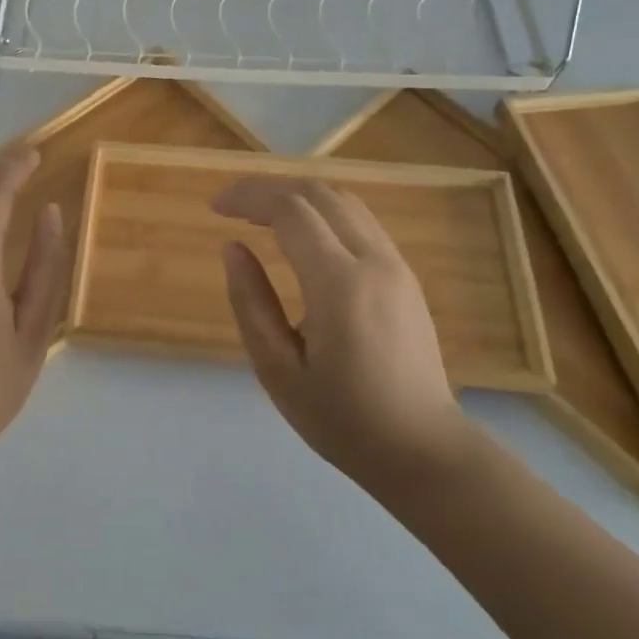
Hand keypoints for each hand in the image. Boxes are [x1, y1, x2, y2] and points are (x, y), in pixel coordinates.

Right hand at [213, 179, 473, 482]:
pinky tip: (300, 234)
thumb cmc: (343, 419)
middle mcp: (373, 260)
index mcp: (339, 284)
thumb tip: (232, 247)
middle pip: (317, 193)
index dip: (248, 197)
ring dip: (297, 195)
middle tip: (232, 206)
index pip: (289, 210)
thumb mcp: (278, 371)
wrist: (424, 450)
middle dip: (269, 188)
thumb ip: (251, 303)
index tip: (214, 207)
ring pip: (343, 200)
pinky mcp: (404, 274)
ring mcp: (395, 264)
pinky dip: (322, 211)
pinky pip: (360, 220)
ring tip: (260, 214)